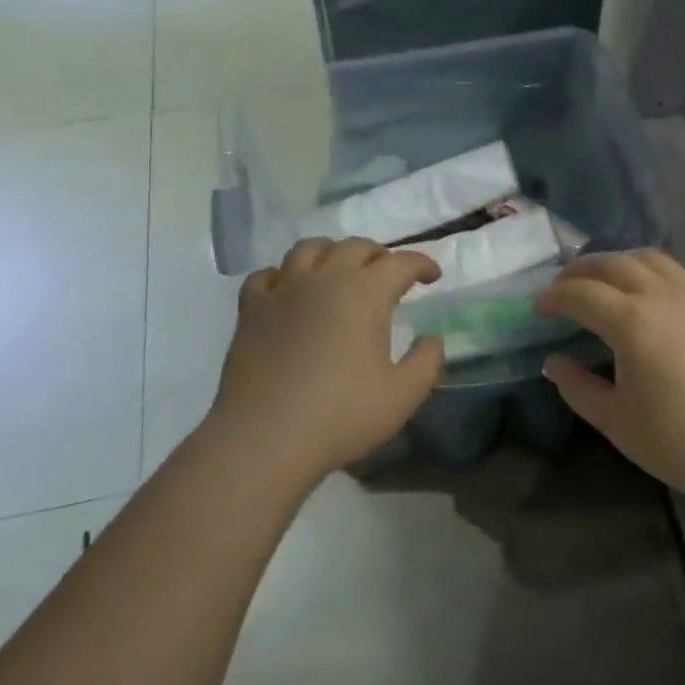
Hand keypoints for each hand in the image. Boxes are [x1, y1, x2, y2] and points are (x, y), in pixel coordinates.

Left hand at [209, 238, 445, 478]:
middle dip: (379, 254)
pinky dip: (284, 276)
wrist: (264, 438)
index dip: (421, 264)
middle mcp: (325, 279)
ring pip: (309, 249)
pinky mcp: (251, 309)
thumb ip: (426, 362)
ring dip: (332, 252)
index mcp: (365, 293)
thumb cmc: (340, 416)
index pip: (400, 262)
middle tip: (389, 274)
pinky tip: (289, 291)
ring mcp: (283, 290)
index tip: (433, 276)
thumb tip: (432, 339)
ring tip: (340, 270)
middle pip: (355, 246)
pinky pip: (267, 275)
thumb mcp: (402, 396)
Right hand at [535, 251, 684, 512]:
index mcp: (632, 322)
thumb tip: (554, 362)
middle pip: (613, 264)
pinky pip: (679, 271)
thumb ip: (578, 387)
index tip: (538, 308)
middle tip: (563, 287)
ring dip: (618, 263)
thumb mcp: (615, 421)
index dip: (554, 297)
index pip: (581, 294)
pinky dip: (653, 271)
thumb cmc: (678, 442)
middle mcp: (663, 295)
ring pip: (649, 258)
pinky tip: (650, 293)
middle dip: (581, 271)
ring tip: (603, 281)